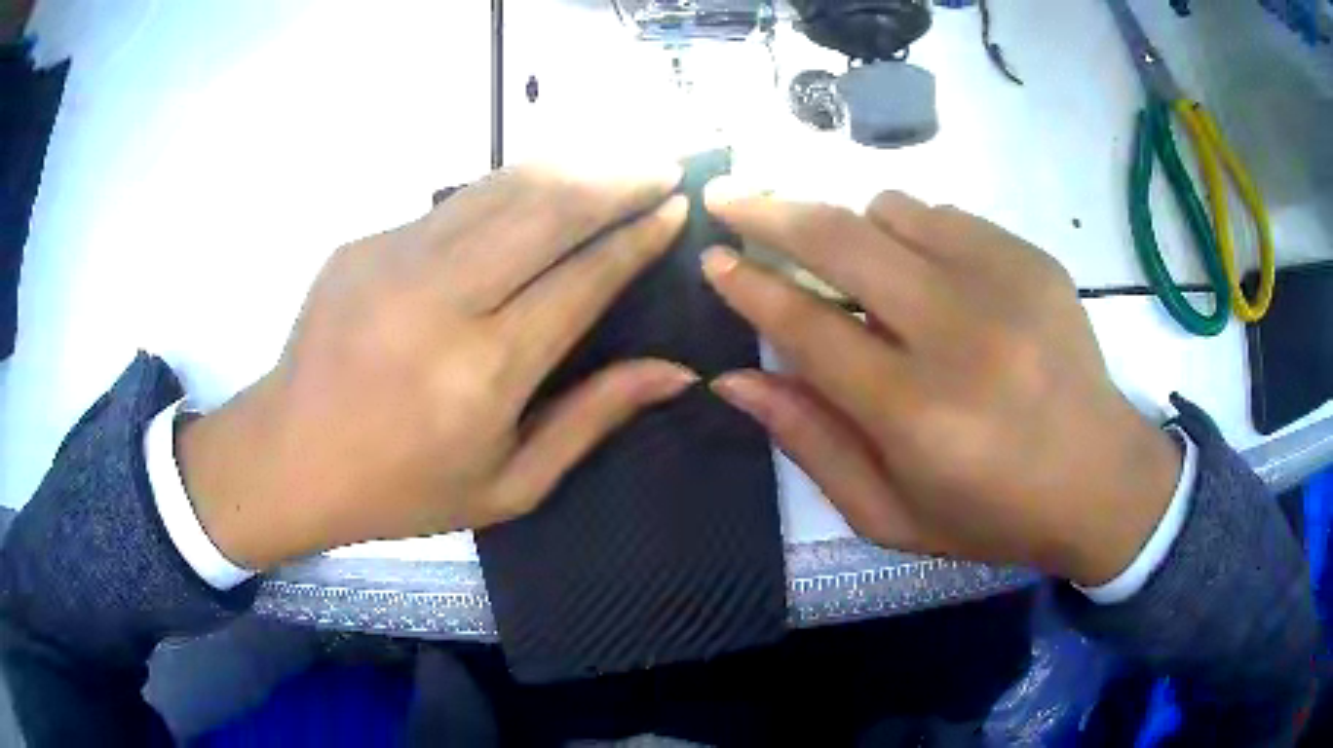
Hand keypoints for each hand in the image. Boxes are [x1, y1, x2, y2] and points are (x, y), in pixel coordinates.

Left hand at [177, 164, 694, 570]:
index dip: (637, 238)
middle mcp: (440, 300)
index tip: (677, 208)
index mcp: (482, 373)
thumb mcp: (509, 485)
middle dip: (616, 179)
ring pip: (501, 186)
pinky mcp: (365, 241)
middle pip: (547, 208)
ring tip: (613, 164)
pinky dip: (510, 188)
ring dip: (568, 167)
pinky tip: (537, 193)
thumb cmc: (402, 488)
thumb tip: (675, 372)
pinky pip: (455, 201)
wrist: (290, 456)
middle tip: (662, 167)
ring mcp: (394, 259)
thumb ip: (592, 419)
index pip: (582, 279)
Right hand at [701, 185, 1181, 586]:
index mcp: (917, 413)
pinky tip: (928, 277)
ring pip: (890, 210)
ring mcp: (1004, 282)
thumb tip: (734, 380)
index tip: (712, 258)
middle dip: (770, 211)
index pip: (806, 327)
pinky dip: (913, 233)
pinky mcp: (1033, 259)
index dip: (749, 287)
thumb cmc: (992, 514)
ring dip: (854, 229)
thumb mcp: (889, 514)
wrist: (1102, 481)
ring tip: (859, 268)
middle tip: (728, 197)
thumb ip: (810, 442)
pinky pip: (943, 215)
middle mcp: (959, 333)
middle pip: (840, 241)